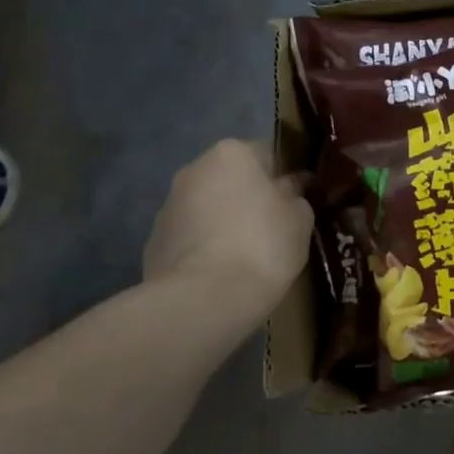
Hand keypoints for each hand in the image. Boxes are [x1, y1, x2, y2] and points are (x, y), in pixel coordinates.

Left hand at [143, 140, 311, 316]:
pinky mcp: (153, 244)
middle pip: (232, 179)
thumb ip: (297, 194)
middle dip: (250, 198)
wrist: (205, 300)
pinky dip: (204, 249)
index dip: (286, 176)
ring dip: (224, 222)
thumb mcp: (300, 217)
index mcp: (232, 153)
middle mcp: (194, 170)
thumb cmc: (263, 244)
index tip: (299, 200)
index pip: (268, 154)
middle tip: (274, 227)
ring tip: (246, 256)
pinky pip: (189, 238)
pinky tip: (221, 273)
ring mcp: (167, 207)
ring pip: (208, 208)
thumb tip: (292, 187)